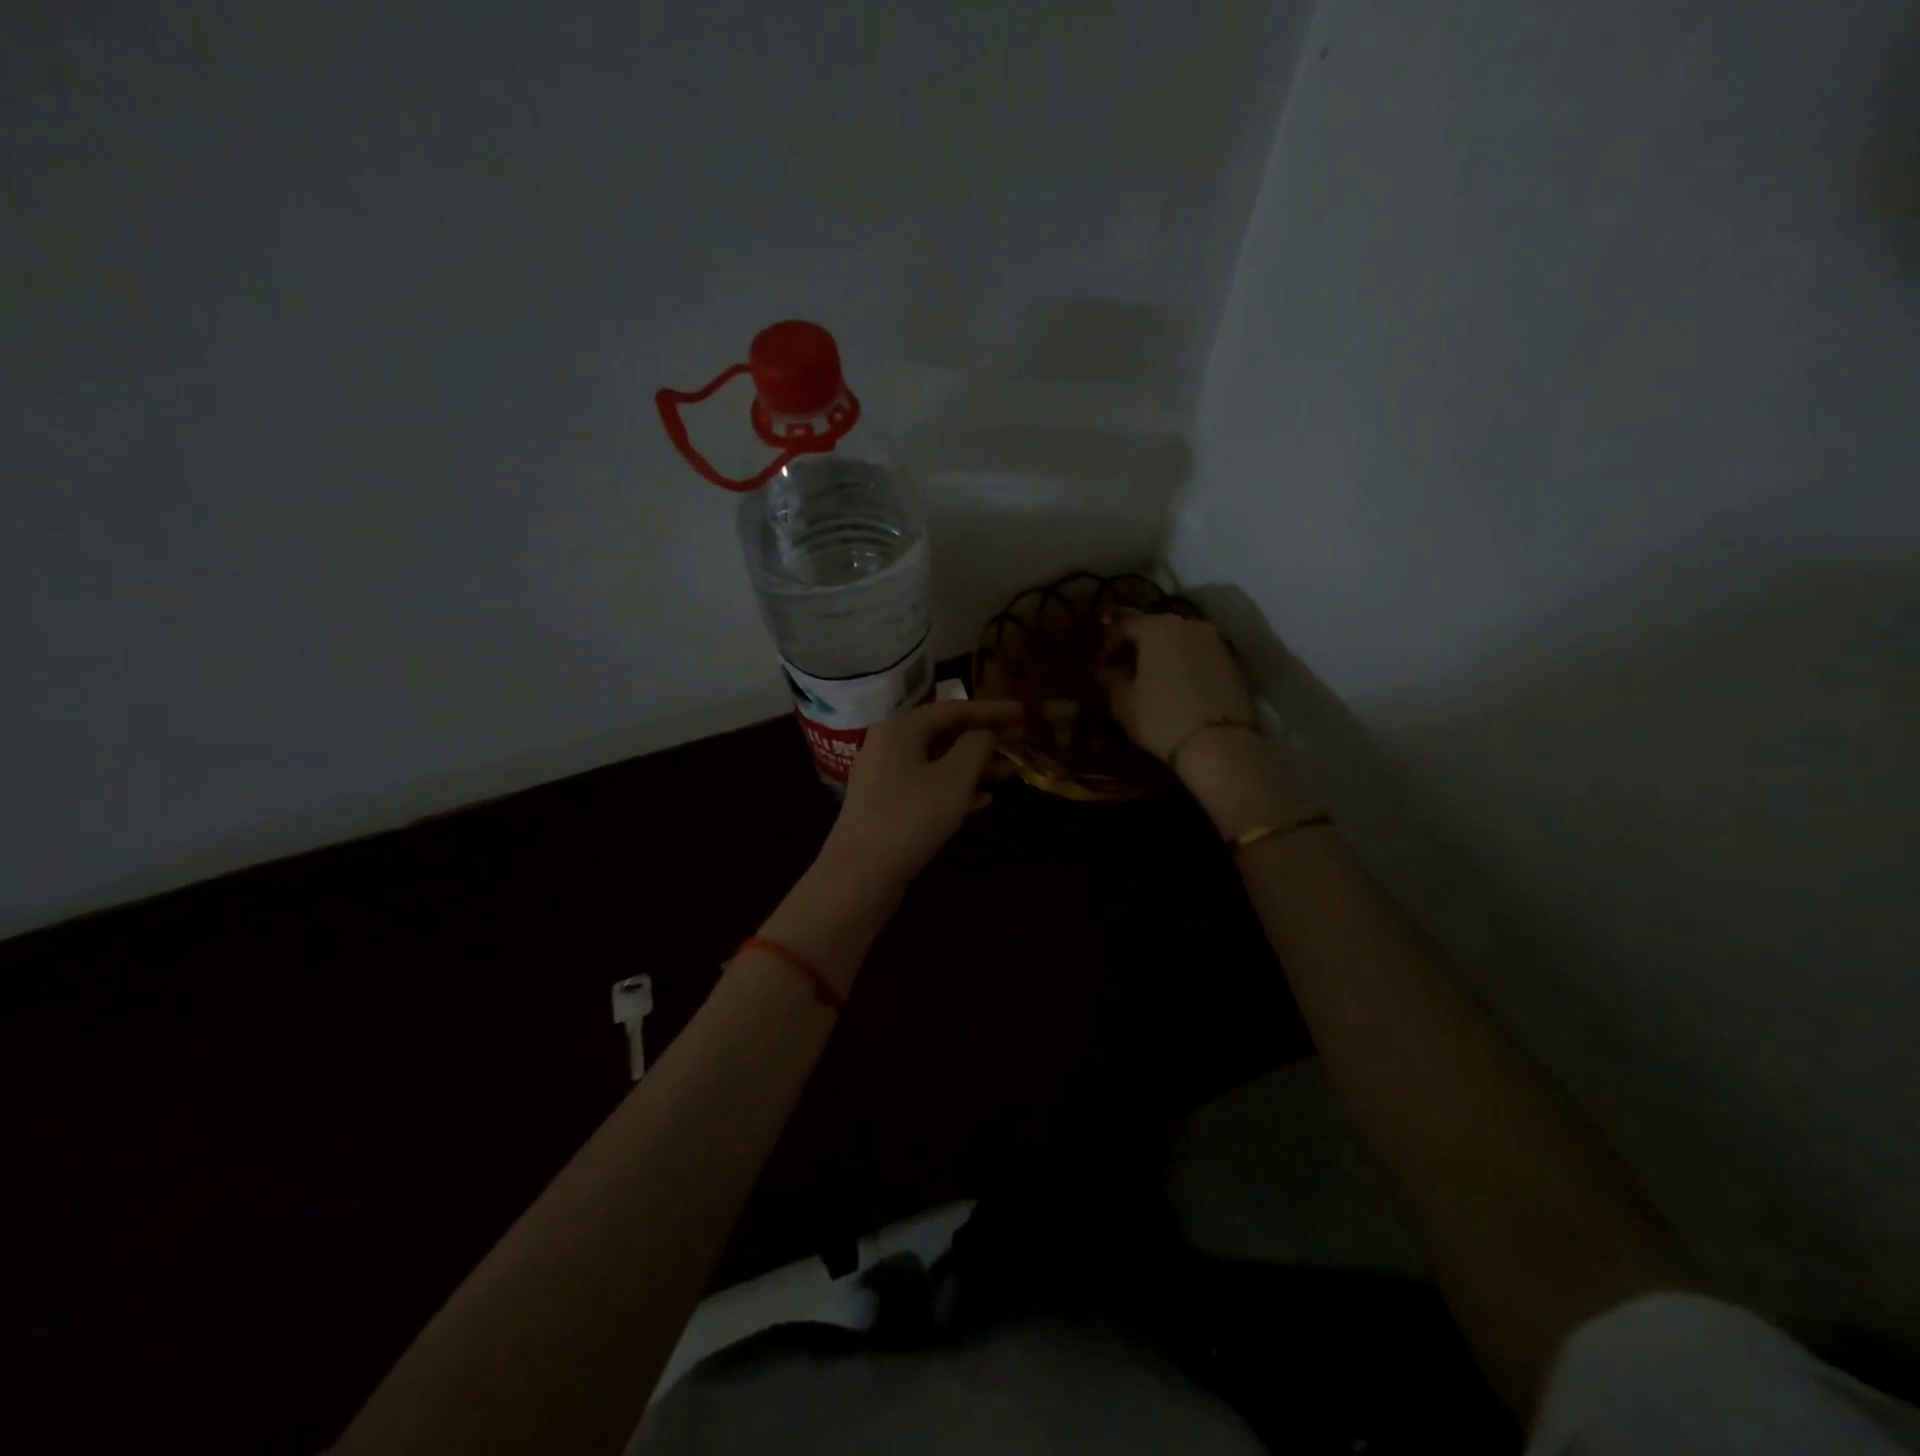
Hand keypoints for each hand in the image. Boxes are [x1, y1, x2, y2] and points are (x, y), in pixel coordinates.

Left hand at [821, 698, 1022, 889]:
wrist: (859, 875)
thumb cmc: (911, 817)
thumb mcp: (954, 778)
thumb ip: (975, 747)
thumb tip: (984, 734)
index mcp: (900, 728)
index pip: (954, 709)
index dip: (992, 710)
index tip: (1024, 711)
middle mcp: (888, 746)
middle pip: (944, 734)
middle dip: (983, 739)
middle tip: (1020, 741)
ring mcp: (885, 779)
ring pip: (938, 764)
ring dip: (974, 767)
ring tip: (1011, 771)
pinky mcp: (887, 808)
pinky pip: (928, 789)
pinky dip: (956, 790)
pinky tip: (985, 800)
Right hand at [1100, 612, 1255, 759]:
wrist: (1220, 743)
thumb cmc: (1161, 718)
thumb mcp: (1123, 703)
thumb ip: (1111, 680)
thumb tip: (1106, 670)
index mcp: (1156, 627)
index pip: (1123, 625)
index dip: (1107, 644)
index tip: (1100, 665)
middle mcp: (1187, 624)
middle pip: (1154, 628)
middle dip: (1137, 647)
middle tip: (1124, 670)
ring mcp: (1215, 640)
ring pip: (1179, 640)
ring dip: (1163, 655)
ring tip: (1151, 680)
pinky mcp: (1233, 660)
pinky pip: (1199, 655)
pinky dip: (1185, 664)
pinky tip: (1177, 686)